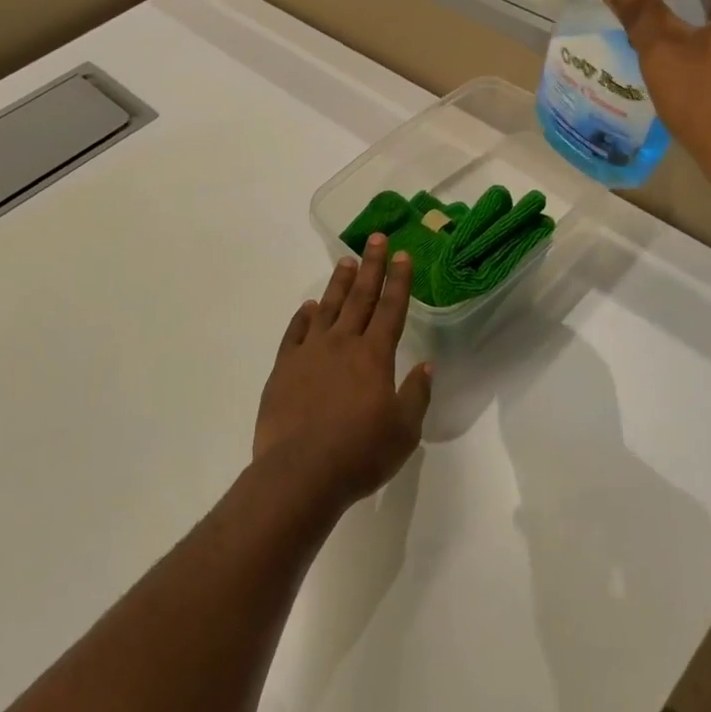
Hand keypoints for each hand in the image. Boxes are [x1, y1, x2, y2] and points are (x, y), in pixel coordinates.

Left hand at [253, 235, 432, 510]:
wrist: (300, 473)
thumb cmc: (359, 453)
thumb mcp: (404, 431)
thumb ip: (416, 395)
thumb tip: (426, 366)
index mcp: (374, 356)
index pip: (391, 308)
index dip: (399, 280)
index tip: (403, 255)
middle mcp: (343, 344)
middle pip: (361, 297)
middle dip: (371, 266)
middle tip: (376, 238)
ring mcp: (310, 353)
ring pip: (327, 307)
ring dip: (339, 283)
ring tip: (346, 261)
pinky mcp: (284, 368)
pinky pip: (295, 332)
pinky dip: (303, 316)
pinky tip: (307, 306)